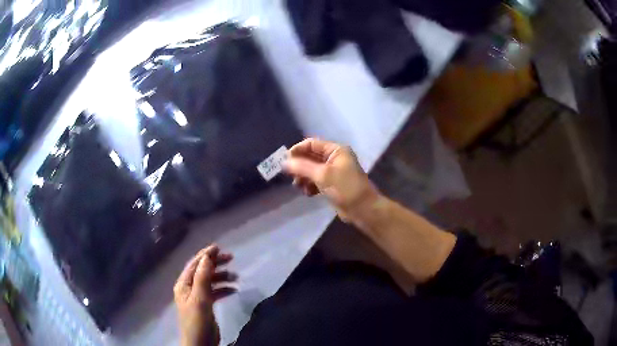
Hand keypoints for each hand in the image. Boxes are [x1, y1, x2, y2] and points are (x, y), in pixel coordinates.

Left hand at [174, 245, 236, 345]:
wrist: (200, 343)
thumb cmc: (197, 321)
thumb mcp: (200, 298)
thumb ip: (202, 278)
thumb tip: (207, 257)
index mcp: (184, 284)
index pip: (194, 264)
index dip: (205, 254)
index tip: (219, 247)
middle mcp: (189, 288)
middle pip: (203, 271)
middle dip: (216, 264)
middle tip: (231, 258)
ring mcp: (198, 297)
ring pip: (210, 281)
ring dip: (222, 277)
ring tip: (236, 277)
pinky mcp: (206, 305)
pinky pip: (215, 292)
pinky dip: (224, 289)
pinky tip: (233, 290)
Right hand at [284, 138, 380, 222]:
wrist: (363, 209)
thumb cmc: (345, 188)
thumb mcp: (323, 175)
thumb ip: (302, 167)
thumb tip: (284, 163)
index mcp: (336, 150)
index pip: (312, 144)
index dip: (297, 150)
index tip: (285, 161)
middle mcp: (335, 158)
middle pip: (311, 157)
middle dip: (300, 166)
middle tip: (289, 176)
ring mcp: (334, 172)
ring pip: (312, 170)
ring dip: (303, 177)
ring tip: (298, 186)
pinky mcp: (333, 185)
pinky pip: (317, 181)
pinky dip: (310, 185)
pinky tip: (307, 193)